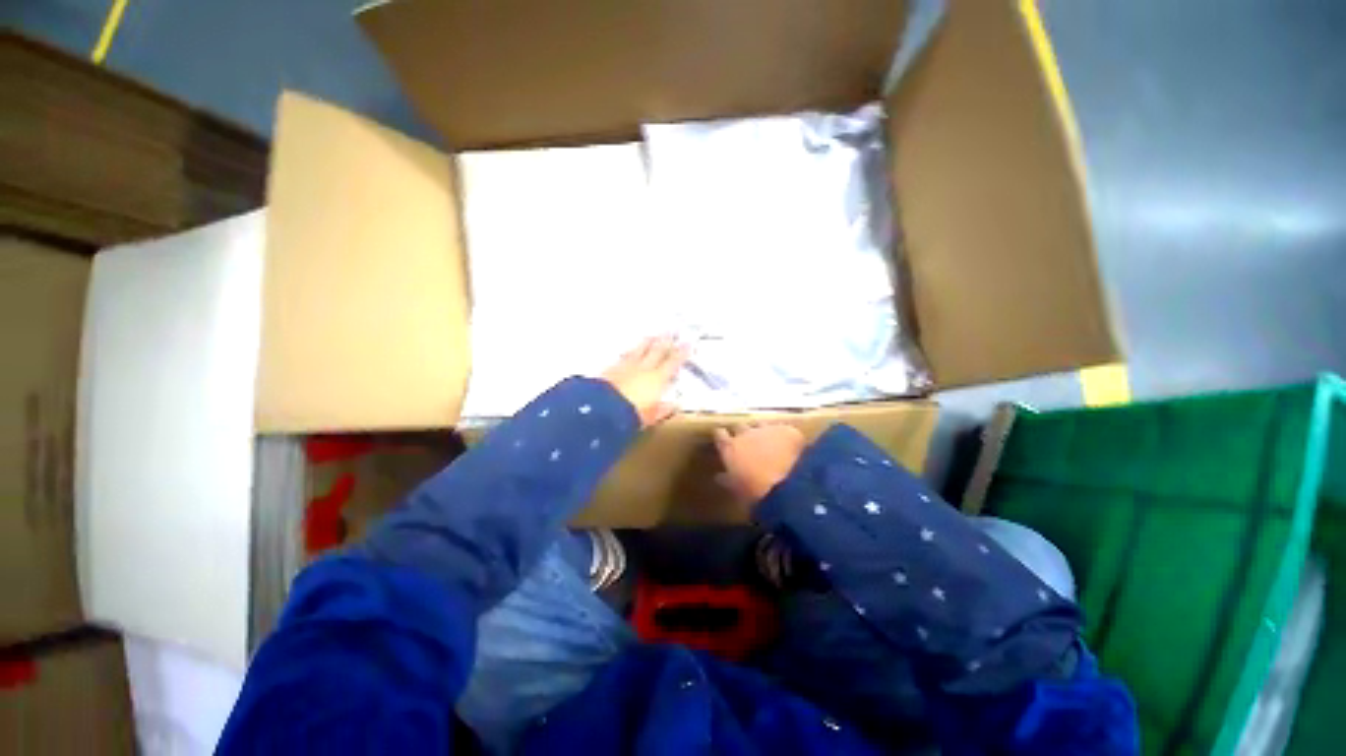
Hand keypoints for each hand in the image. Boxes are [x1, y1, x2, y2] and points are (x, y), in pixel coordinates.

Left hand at [600, 336, 686, 426]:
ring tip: (653, 336)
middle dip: (666, 341)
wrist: (602, 409)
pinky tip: (630, 350)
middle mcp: (644, 368)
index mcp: (657, 379)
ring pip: (640, 350)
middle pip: (657, 351)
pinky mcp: (611, 368)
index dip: (681, 353)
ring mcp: (626, 366)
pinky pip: (625, 355)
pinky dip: (630, 351)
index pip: (672, 363)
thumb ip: (663, 409)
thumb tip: (677, 404)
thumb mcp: (651, 417)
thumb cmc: (631, 415)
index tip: (687, 344)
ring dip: (647, 342)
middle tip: (672, 331)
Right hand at [713, 423, 806, 510]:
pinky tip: (788, 444)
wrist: (787, 487)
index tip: (722, 440)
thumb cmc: (754, 492)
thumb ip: (727, 479)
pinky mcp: (787, 431)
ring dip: (761, 431)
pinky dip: (782, 436)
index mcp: (729, 447)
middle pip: (739, 426)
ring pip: (760, 425)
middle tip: (745, 442)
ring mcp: (767, 429)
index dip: (721, 436)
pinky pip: (782, 429)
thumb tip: (719, 476)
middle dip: (741, 432)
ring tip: (766, 442)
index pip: (720, 434)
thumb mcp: (736, 489)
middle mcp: (745, 433)